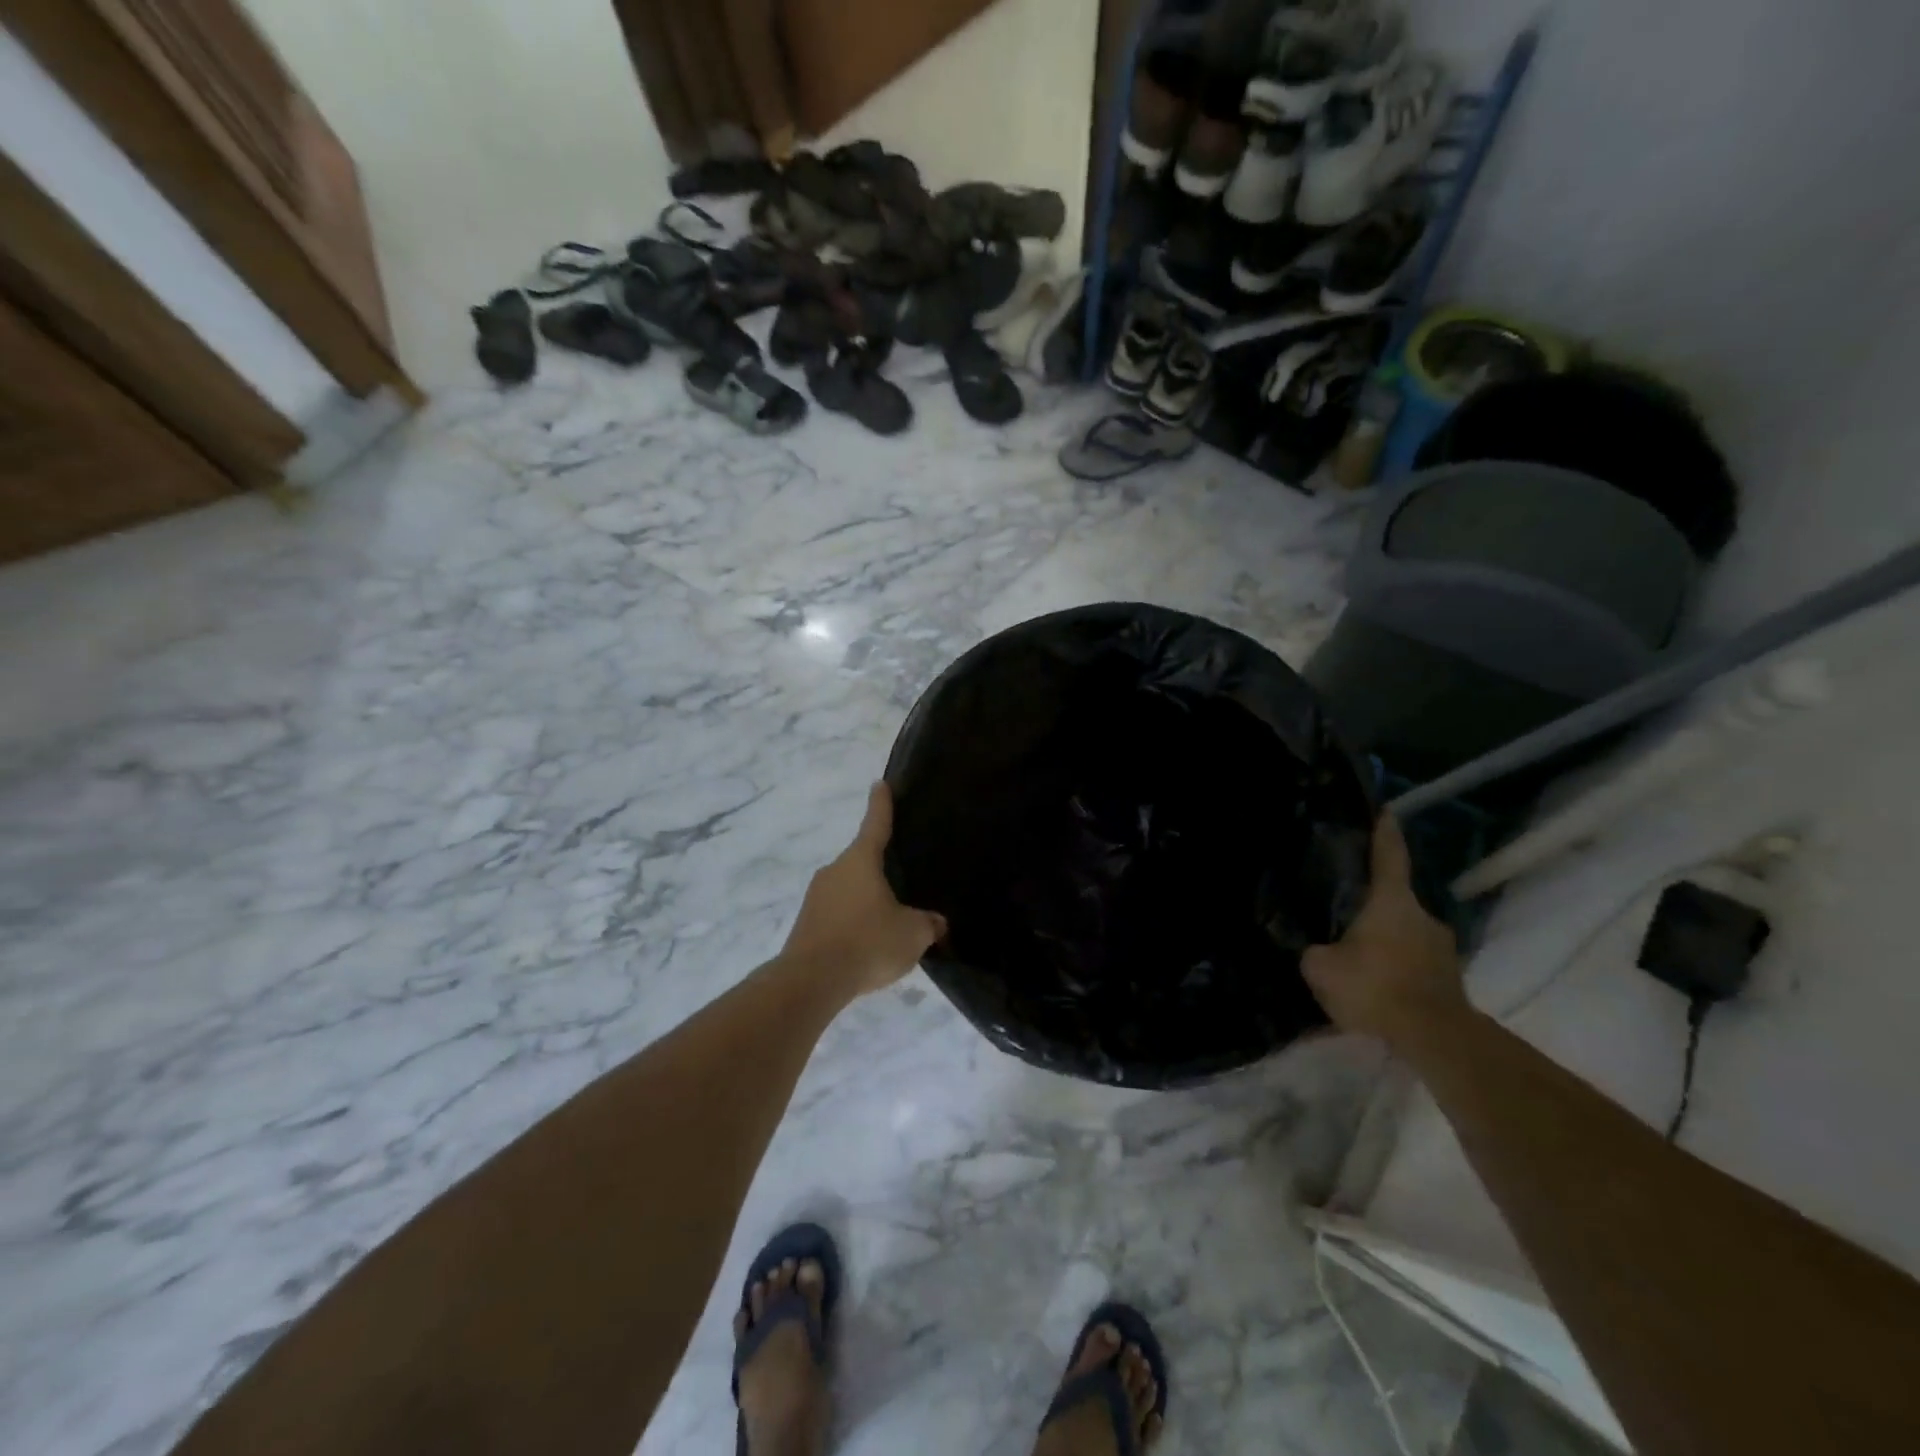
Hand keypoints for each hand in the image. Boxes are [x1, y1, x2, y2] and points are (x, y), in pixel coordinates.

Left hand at [781, 783, 946, 996]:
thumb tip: (935, 922)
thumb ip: (928, 924)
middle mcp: (835, 870)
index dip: (881, 804)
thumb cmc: (868, 942)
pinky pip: (836, 914)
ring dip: (865, 901)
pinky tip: (865, 946)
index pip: (876, 823)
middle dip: (879, 870)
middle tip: (900, 883)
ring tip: (886, 925)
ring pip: (848, 890)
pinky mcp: (806, 923)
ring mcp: (816, 896)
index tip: (880, 784)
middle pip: (861, 861)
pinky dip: (852, 923)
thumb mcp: (913, 934)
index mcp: (861, 861)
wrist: (811, 980)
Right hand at [1302, 813, 1466, 1044]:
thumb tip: (1320, 950)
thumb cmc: (1376, 987)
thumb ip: (1317, 951)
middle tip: (1347, 918)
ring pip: (1406, 936)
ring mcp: (1444, 949)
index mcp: (1392, 902)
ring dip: (1387, 943)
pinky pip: (1416, 965)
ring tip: (1361, 961)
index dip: (1384, 833)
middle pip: (1395, 901)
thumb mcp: (1321, 968)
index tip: (1386, 811)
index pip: (1389, 856)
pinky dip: (1399, 970)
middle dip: (1374, 908)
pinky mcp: (1452, 980)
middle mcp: (1424, 916)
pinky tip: (1380, 989)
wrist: (1436, 1039)